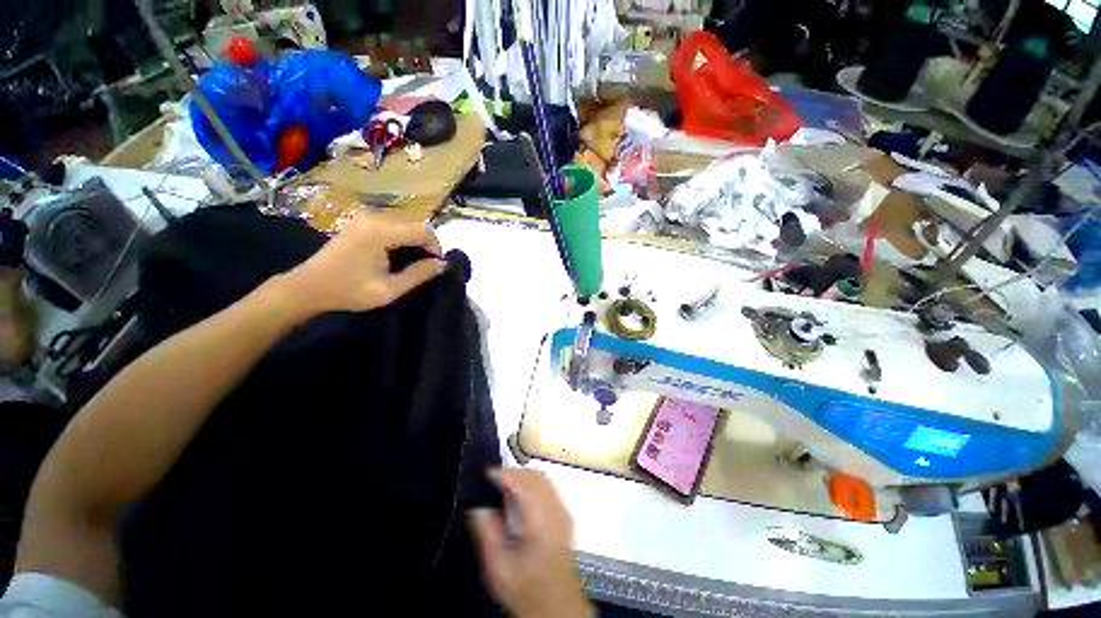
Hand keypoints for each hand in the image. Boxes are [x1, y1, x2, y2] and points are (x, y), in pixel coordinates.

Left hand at [274, 213, 444, 315]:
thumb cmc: (348, 291)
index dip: (435, 247)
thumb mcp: (388, 289)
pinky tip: (397, 257)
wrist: (308, 286)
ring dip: (414, 242)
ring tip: (411, 264)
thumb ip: (418, 275)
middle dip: (426, 245)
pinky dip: (402, 239)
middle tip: (424, 268)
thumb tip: (442, 264)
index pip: (423, 230)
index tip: (435, 267)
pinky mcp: (362, 222)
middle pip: (415, 225)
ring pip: (406, 224)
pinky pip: (393, 226)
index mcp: (381, 232)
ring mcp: (366, 217)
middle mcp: (375, 217)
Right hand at [469, 469, 593, 617]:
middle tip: (494, 477)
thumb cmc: (524, 587)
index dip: (504, 474)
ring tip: (505, 482)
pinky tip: (522, 493)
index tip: (487, 473)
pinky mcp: (565, 515)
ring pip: (544, 479)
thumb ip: (487, 533)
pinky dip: (534, 482)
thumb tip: (477, 507)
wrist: (555, 604)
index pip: (523, 484)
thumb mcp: (498, 567)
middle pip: (535, 477)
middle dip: (513, 472)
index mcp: (539, 522)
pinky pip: (549, 487)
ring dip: (524, 476)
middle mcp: (555, 511)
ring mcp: (563, 512)